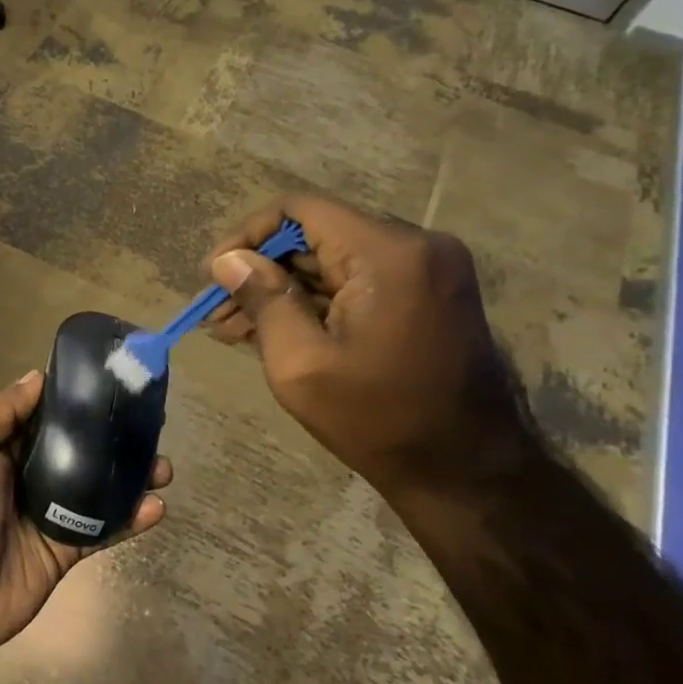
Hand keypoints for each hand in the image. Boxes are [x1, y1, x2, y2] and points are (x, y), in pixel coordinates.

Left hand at [0, 371, 169, 676]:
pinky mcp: (63, 549)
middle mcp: (23, 473)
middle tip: (151, 423)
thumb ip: (0, 409)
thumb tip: (38, 377)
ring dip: (131, 475)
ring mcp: (46, 513)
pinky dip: (131, 518)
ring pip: (96, 486)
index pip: (43, 413)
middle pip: (77, 447)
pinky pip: (102, 528)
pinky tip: (157, 506)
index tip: (114, 382)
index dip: (76, 398)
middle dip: (111, 435)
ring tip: (163, 466)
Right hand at [204, 195, 533, 501]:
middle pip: (316, 235)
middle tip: (218, 312)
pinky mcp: (429, 292)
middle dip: (261, 270)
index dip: (247, 236)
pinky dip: (316, 301)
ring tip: (234, 329)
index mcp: (388, 254)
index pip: (299, 210)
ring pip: (334, 259)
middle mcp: (416, 245)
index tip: (214, 275)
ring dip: (284, 289)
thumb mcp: (301, 364)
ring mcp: (428, 268)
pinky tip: (275, 330)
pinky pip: (358, 280)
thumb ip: (263, 300)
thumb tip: (227, 260)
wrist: (468, 473)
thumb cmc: (379, 420)